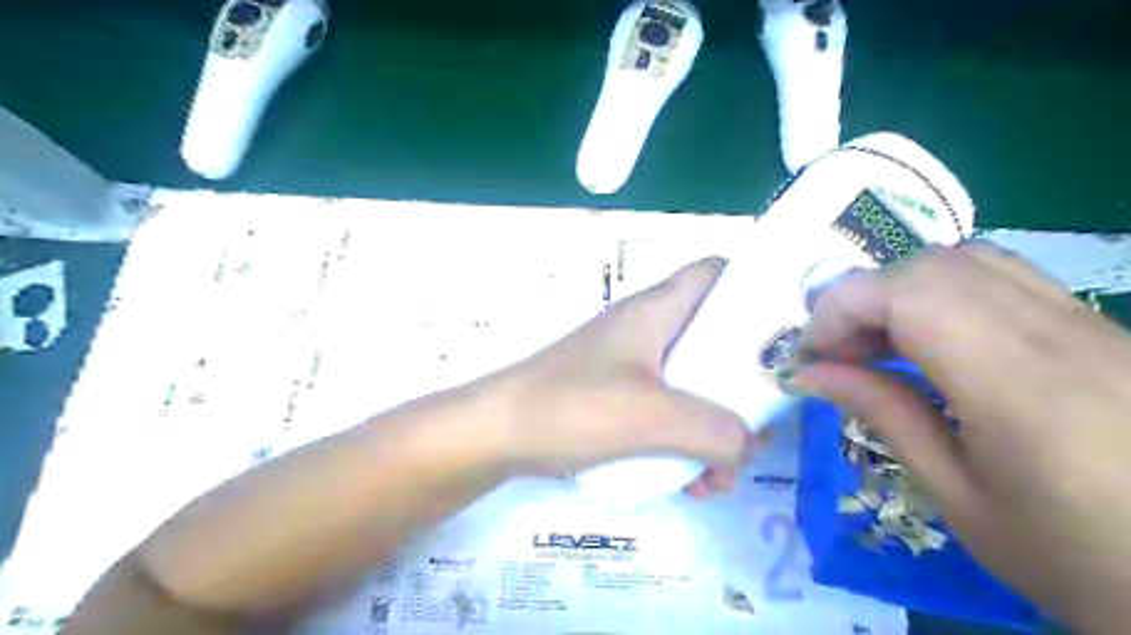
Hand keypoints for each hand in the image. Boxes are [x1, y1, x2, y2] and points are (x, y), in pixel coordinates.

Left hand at [497, 257, 757, 496]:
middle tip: (760, 427)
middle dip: (741, 385)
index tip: (783, 334)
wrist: (495, 434)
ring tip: (718, 476)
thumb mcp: (651, 416)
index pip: (714, 274)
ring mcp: (629, 366)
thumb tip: (748, 446)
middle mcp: (646, 330)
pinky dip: (683, 442)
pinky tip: (687, 484)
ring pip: (692, 384)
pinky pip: (666, 413)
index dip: (752, 290)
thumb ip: (715, 430)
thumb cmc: (570, 407)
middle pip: (713, 339)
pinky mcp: (615, 397)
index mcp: (655, 311)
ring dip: (713, 427)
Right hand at [789, 244, 1130, 629]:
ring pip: (970, 261)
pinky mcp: (1101, 328)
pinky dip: (945, 295)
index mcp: (1017, 383)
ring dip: (903, 291)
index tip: (814, 353)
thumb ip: (884, 415)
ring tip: (881, 343)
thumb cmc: (1079, 559)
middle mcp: (1057, 333)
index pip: (910, 292)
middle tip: (841, 352)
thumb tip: (811, 373)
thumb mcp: (959, 496)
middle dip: (865, 297)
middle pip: (933, 265)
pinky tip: (934, 343)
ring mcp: (1088, 323)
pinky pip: (1004, 280)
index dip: (842, 307)